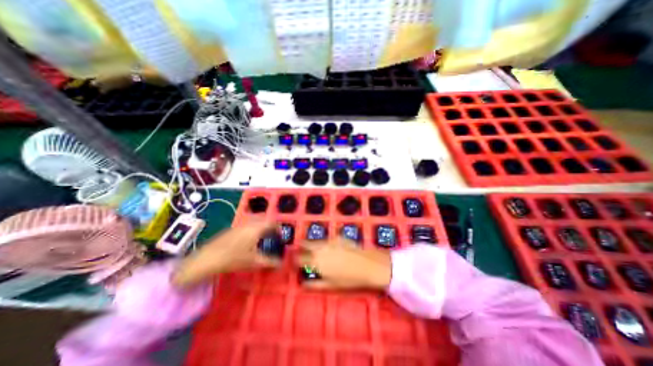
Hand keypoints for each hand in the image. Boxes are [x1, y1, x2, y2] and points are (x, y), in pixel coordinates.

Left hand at [171, 221, 277, 287]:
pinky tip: (249, 242)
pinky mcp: (231, 230)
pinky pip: (247, 226)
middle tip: (273, 237)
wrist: (206, 259)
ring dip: (261, 228)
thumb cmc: (233, 258)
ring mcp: (239, 226)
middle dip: (271, 227)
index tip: (282, 235)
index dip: (279, 227)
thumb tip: (281, 263)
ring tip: (263, 240)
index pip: (272, 222)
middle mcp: (249, 224)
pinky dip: (252, 230)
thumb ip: (269, 261)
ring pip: (255, 223)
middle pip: (264, 221)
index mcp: (256, 228)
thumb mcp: (254, 262)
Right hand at [296, 238, 391, 289]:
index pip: (299, 259)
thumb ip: (314, 285)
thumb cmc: (348, 279)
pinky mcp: (337, 237)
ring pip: (315, 241)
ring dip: (311, 243)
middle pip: (305, 244)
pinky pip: (326, 239)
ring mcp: (329, 241)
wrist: (366, 265)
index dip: (294, 260)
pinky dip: (323, 243)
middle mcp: (320, 249)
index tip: (294, 261)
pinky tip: (328, 247)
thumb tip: (302, 284)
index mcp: (316, 261)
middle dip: (300, 247)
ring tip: (311, 247)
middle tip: (299, 250)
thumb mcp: (330, 285)